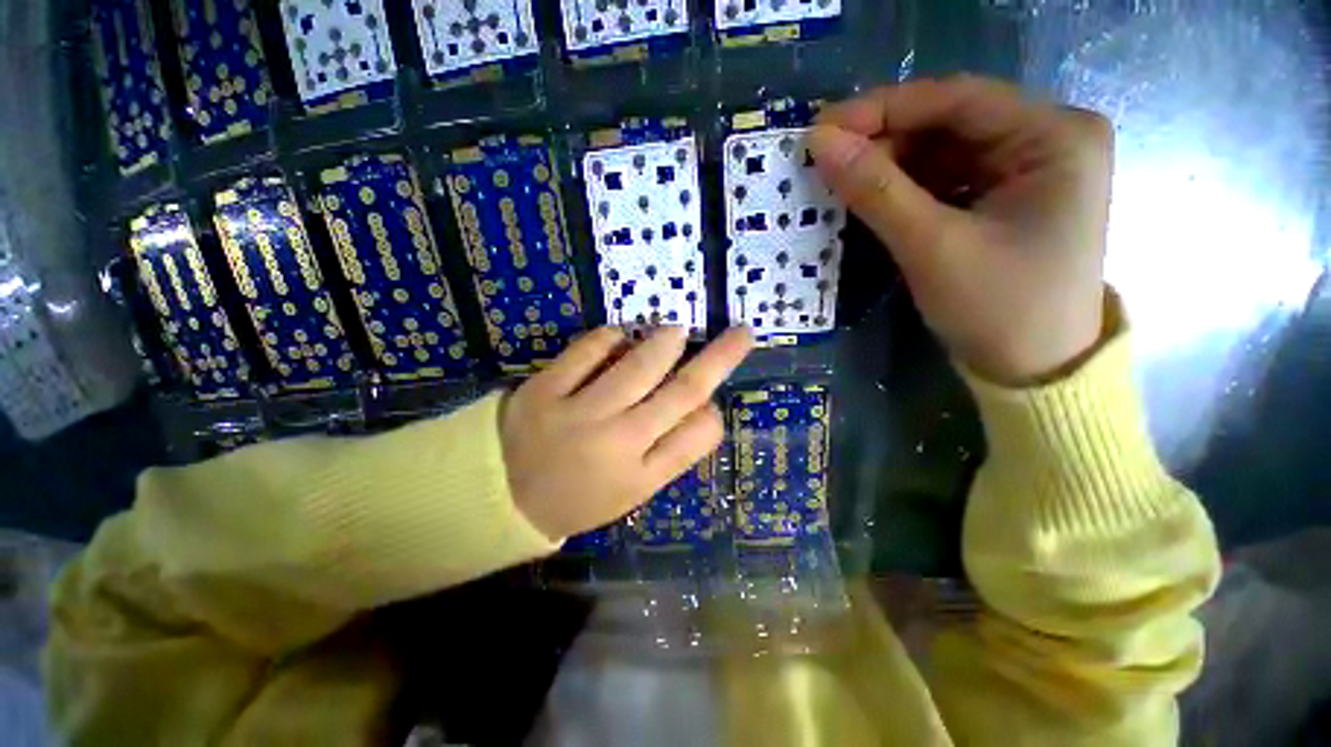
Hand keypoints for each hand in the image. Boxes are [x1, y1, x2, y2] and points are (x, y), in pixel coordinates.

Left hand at [501, 326, 753, 539]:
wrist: (502, 499)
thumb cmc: (577, 497)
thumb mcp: (631, 491)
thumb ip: (669, 452)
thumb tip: (703, 407)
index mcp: (641, 477)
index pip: (698, 436)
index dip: (714, 412)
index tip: (713, 400)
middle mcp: (618, 443)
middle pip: (682, 393)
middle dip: (719, 359)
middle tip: (741, 335)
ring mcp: (580, 414)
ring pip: (639, 366)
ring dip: (665, 342)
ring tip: (676, 331)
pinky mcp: (544, 390)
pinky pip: (587, 351)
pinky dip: (610, 337)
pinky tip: (618, 336)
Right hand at [809, 76, 1113, 384]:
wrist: (1034, 372)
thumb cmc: (997, 309)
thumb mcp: (931, 247)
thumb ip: (876, 190)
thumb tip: (820, 143)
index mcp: (1054, 136)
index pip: (957, 99)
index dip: (883, 109)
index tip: (822, 128)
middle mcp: (1048, 139)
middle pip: (950, 123)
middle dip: (884, 142)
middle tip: (825, 162)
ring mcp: (1028, 169)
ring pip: (944, 151)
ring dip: (890, 167)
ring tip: (841, 182)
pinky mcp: (1007, 198)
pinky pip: (947, 179)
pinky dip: (905, 189)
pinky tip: (873, 199)